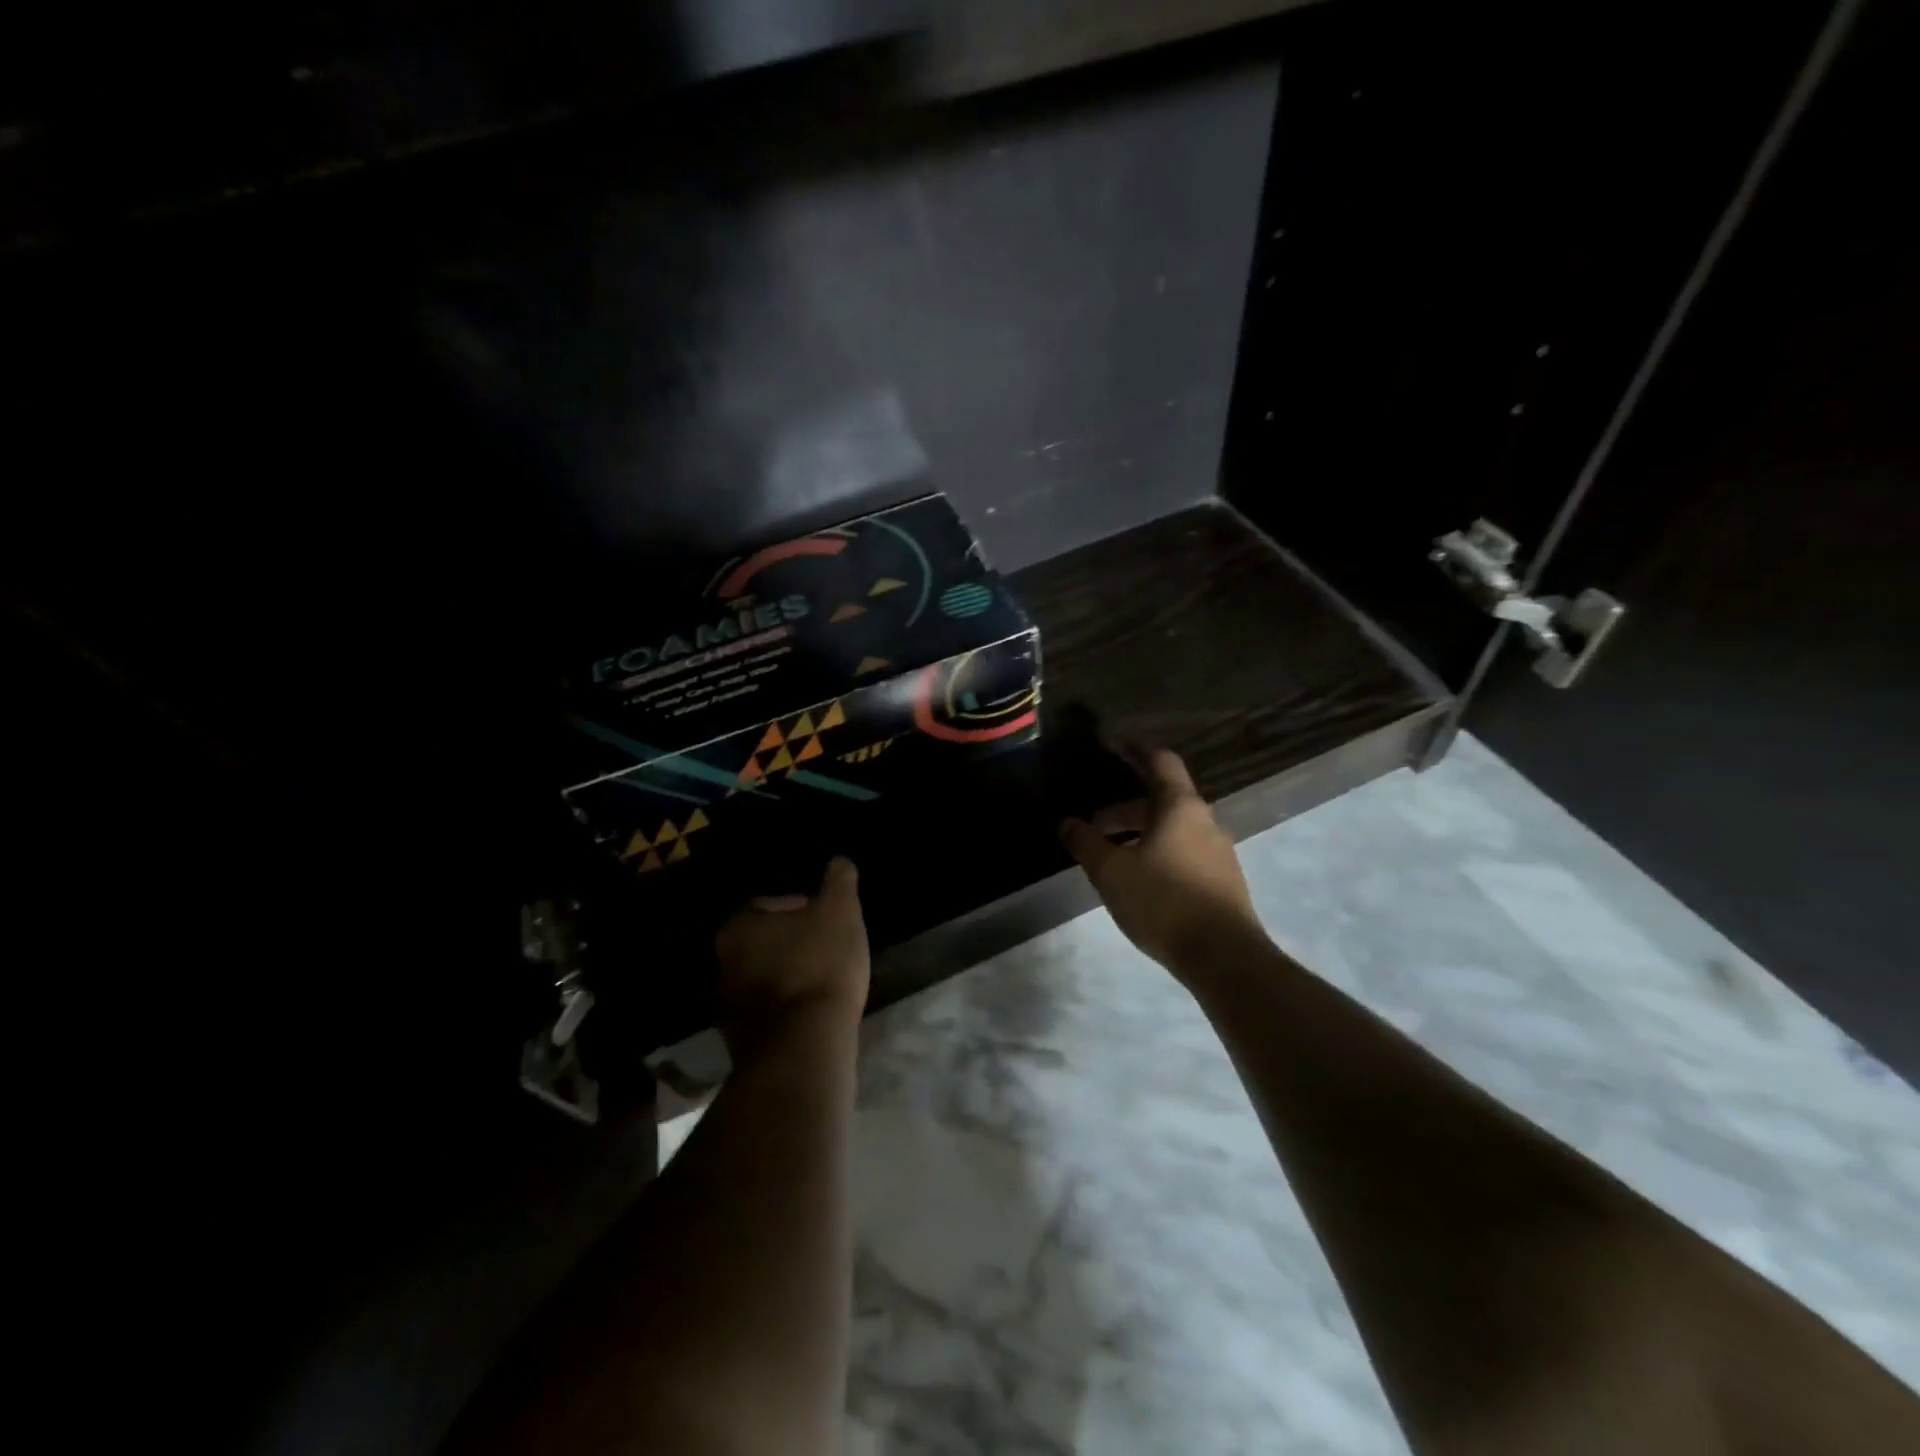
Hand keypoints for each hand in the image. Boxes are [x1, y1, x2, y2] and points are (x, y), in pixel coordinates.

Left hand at [715, 857, 869, 1058]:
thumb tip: (839, 861)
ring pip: (766, 977)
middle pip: (764, 942)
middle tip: (827, 945)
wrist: (805, 1047)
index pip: (769, 904)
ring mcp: (729, 1007)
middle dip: (793, 941)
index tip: (828, 916)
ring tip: (826, 978)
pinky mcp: (742, 1042)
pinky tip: (817, 1010)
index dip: (803, 906)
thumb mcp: (840, 911)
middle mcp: (722, 964)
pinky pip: (770, 1011)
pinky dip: (790, 1006)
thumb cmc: (819, 965)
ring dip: (791, 975)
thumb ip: (839, 881)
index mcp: (738, 927)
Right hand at [1060, 747, 1264, 974]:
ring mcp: (1219, 852)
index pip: (1161, 762)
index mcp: (1180, 807)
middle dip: (1126, 810)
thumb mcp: (1111, 871)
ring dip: (1142, 835)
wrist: (1223, 956)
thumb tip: (1066, 823)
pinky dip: (1159, 854)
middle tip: (1095, 825)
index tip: (1117, 746)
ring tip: (1113, 856)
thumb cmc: (1163, 901)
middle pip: (1163, 801)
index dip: (1138, 751)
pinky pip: (1185, 853)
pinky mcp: (1223, 880)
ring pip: (1173, 830)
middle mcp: (1205, 821)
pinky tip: (1142, 881)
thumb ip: (1086, 843)